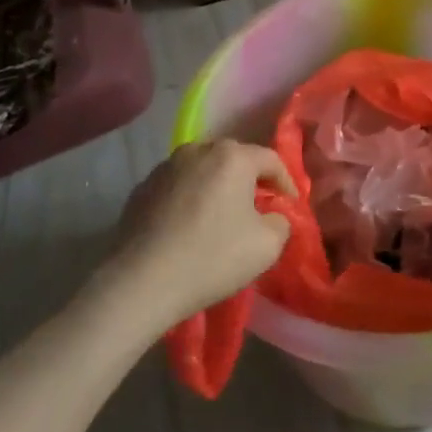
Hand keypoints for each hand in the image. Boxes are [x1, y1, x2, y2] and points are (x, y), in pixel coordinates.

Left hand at [106, 140, 294, 326]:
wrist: (141, 281)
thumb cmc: (212, 258)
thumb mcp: (267, 246)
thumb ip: (281, 222)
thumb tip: (273, 215)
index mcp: (232, 156)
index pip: (270, 160)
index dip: (286, 182)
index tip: (289, 207)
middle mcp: (198, 149)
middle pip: (234, 160)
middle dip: (250, 182)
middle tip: (257, 210)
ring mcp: (166, 166)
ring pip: (203, 171)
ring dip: (216, 188)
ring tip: (220, 218)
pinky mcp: (142, 187)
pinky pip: (178, 186)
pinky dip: (189, 199)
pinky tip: (188, 227)